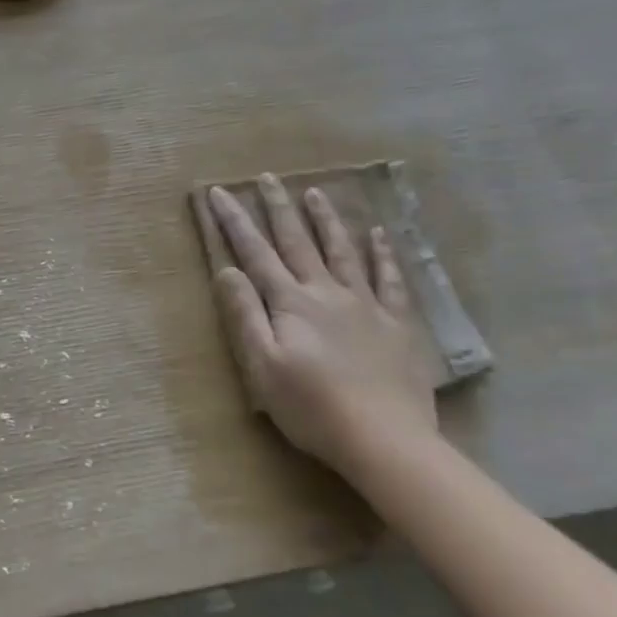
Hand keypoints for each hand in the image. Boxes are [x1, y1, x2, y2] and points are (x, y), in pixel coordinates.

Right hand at [209, 177, 436, 470]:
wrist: (384, 439)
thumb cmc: (311, 407)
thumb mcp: (262, 366)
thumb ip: (245, 315)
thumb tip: (227, 270)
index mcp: (291, 303)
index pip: (256, 254)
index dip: (235, 222)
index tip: (220, 192)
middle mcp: (326, 293)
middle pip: (298, 242)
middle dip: (279, 208)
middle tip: (268, 177)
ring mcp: (365, 305)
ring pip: (342, 251)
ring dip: (326, 220)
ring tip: (315, 192)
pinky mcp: (396, 324)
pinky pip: (389, 279)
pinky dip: (382, 254)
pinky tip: (378, 234)